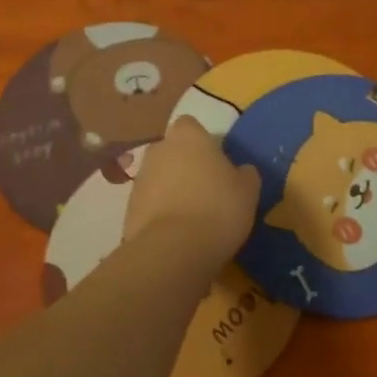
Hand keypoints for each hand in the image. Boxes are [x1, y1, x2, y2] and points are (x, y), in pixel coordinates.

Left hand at [125, 115, 260, 261]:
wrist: (173, 250)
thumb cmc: (218, 209)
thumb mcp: (248, 191)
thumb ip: (244, 174)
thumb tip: (241, 171)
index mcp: (188, 136)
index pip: (190, 126)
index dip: (202, 141)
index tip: (216, 161)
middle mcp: (158, 150)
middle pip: (171, 151)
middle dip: (184, 165)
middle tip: (206, 189)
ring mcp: (139, 179)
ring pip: (159, 178)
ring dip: (171, 190)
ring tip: (193, 217)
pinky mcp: (128, 209)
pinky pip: (149, 205)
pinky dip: (160, 214)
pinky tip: (178, 234)